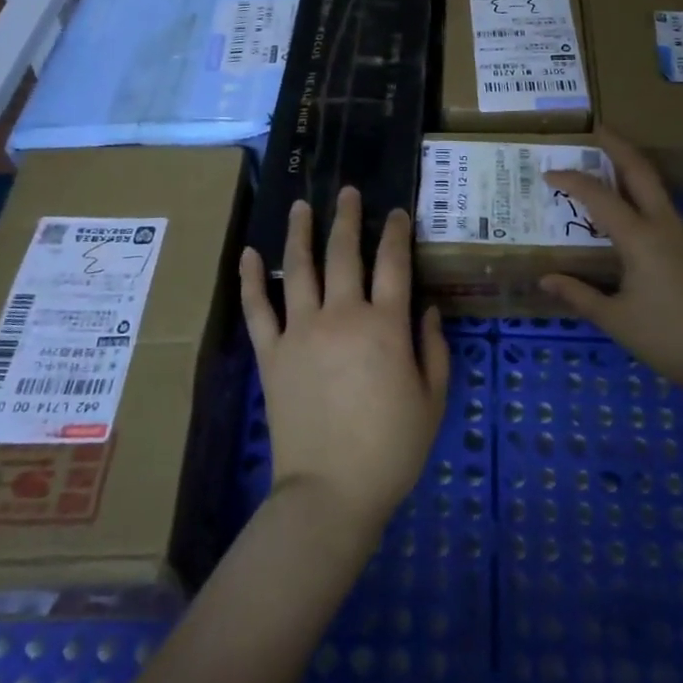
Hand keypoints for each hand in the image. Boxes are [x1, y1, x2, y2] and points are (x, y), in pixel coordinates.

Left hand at [239, 187, 449, 541]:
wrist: (331, 491)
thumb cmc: (391, 448)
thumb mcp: (432, 400)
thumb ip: (434, 348)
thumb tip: (429, 309)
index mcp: (384, 325)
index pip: (393, 263)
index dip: (397, 232)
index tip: (397, 212)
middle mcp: (341, 316)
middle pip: (344, 253)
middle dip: (347, 217)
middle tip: (347, 191)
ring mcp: (300, 331)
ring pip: (298, 269)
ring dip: (301, 233)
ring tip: (302, 206)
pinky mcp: (271, 354)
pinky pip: (257, 309)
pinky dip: (251, 279)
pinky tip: (249, 253)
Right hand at [541, 129, 682, 399]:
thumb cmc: (665, 337)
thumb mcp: (614, 318)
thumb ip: (578, 294)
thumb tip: (545, 278)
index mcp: (640, 238)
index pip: (599, 196)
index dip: (572, 181)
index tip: (548, 173)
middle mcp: (663, 224)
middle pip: (640, 170)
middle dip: (618, 146)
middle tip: (596, 130)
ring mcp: (681, 233)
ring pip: (654, 185)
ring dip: (630, 166)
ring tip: (605, 160)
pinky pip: (660, 205)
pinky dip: (639, 190)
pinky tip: (626, 205)